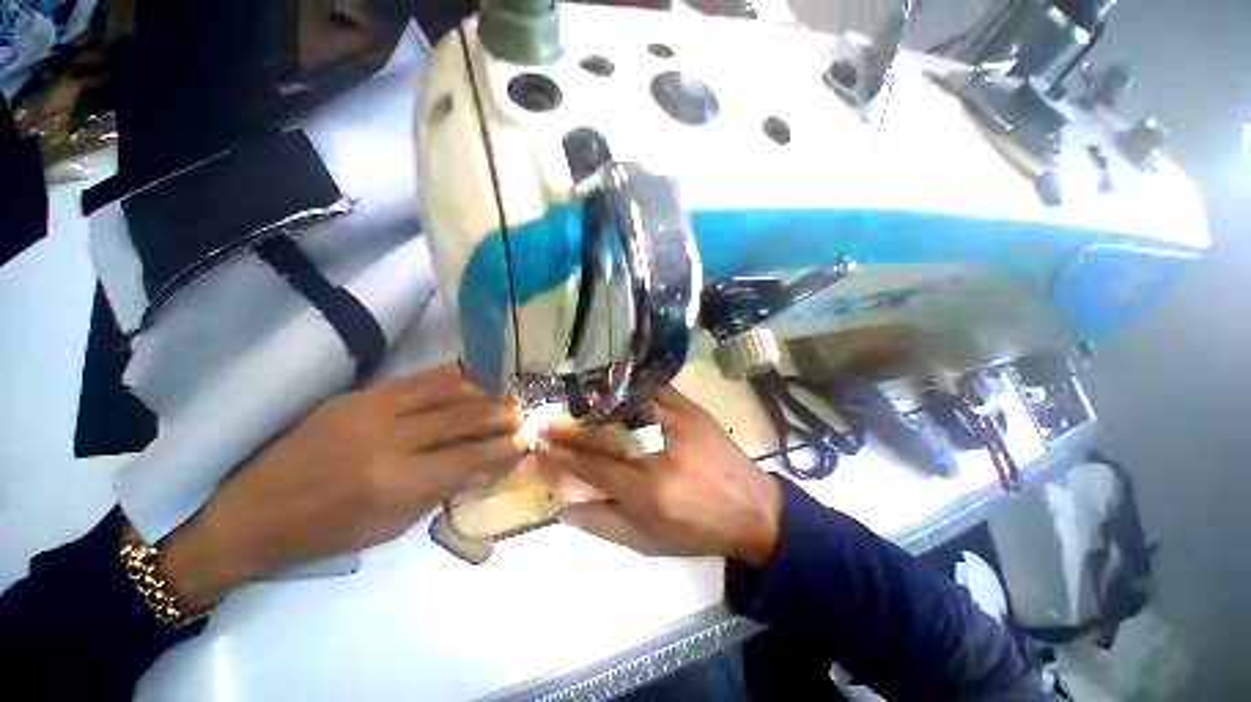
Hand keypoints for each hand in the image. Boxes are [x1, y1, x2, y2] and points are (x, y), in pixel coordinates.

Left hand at [159, 364, 524, 606]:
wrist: (251, 510)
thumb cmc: (325, 532)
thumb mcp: (390, 527)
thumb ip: (440, 490)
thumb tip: (481, 465)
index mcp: (396, 484)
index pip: (469, 459)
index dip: (503, 450)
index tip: (525, 442)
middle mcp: (389, 440)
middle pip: (463, 418)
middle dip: (500, 415)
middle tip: (521, 414)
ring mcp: (372, 409)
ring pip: (445, 390)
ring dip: (481, 393)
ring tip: (501, 397)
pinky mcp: (359, 394)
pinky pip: (418, 378)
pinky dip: (450, 378)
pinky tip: (469, 380)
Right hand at [539, 387, 781, 565]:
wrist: (751, 508)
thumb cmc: (697, 531)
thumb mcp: (650, 544)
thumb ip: (604, 525)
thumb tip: (563, 509)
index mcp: (648, 492)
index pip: (593, 468)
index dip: (563, 457)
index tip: (541, 446)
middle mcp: (659, 455)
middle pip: (605, 435)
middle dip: (571, 427)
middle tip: (547, 419)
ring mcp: (677, 426)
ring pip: (627, 409)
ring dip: (596, 405)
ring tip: (573, 401)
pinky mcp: (692, 411)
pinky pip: (656, 392)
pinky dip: (632, 388)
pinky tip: (614, 386)